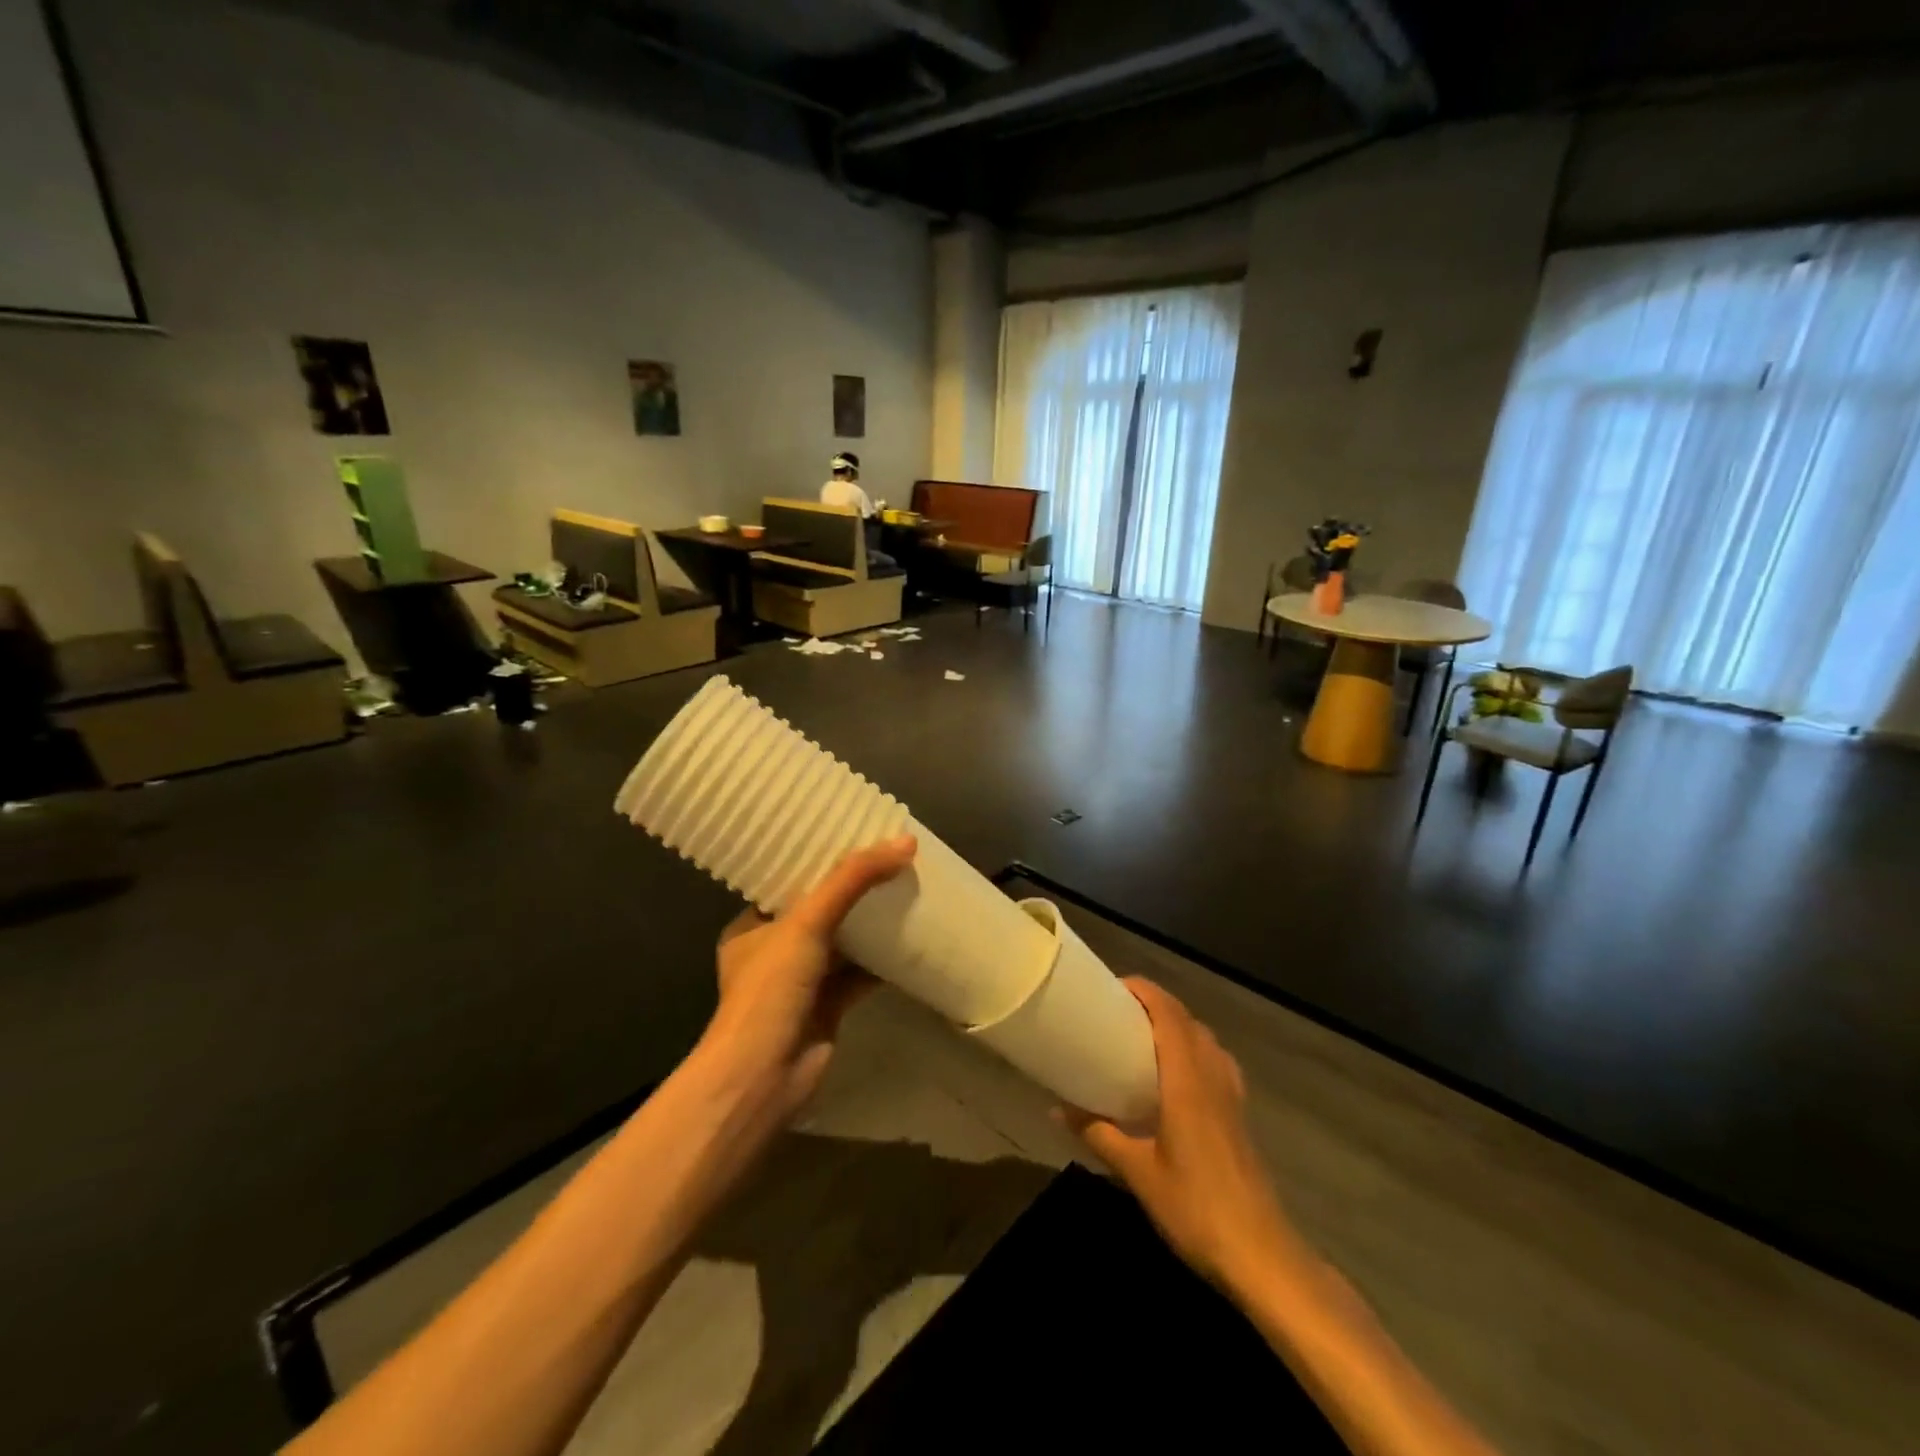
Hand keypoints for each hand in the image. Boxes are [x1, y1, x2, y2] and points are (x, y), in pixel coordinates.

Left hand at [699, 836, 915, 1122]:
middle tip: (889, 857)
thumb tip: (905, 842)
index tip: (854, 834)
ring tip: (906, 885)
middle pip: (820, 909)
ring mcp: (802, 981)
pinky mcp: (828, 1006)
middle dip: (853, 888)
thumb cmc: (770, 991)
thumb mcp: (807, 923)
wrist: (765, 1077)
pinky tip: (913, 935)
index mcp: (752, 926)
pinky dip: (883, 957)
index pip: (788, 881)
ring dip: (871, 921)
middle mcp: (774, 950)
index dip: (820, 859)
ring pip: (843, 941)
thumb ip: (853, 880)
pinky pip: (860, 972)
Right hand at [1061, 978, 1299, 1291]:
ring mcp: (1232, 1095)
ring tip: (1144, 1036)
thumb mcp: (1137, 1172)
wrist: (1261, 1255)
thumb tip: (1056, 1109)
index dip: (1144, 991)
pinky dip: (1194, 1049)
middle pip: (1187, 1020)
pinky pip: (1216, 1061)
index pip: (1169, 1014)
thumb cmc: (1195, 1207)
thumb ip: (1097, 1134)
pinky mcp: (1239, 1114)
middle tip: (1119, 1011)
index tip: (1112, 986)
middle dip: (1155, 1004)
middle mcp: (1212, 1076)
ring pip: (1205, 1039)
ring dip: (1177, 1025)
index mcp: (1187, 1079)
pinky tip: (1177, 1076)